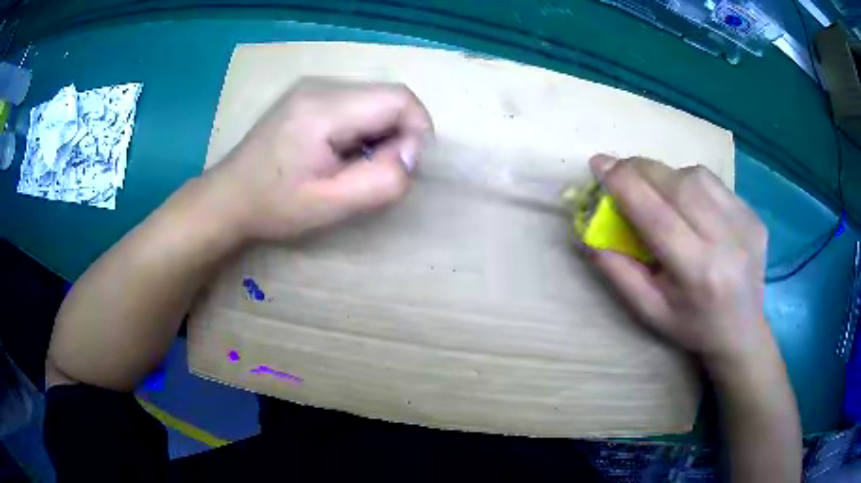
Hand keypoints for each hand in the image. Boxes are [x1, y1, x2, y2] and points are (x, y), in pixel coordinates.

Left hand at [210, 78, 433, 239]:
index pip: (400, 99)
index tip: (399, 168)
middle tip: (372, 172)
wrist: (228, 197)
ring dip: (379, 134)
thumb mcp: (330, 204)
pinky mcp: (308, 95)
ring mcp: (312, 87)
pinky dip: (362, 129)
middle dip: (396, 136)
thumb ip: (381, 181)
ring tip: (351, 166)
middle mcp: (320, 85)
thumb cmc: (274, 206)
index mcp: (324, 108)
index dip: (416, 132)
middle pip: (388, 97)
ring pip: (374, 100)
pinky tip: (339, 154)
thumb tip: (410, 156)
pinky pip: (356, 104)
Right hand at [588, 155, 771, 370]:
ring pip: (697, 176)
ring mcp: (744, 224)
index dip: (625, 185)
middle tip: (620, 169)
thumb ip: (617, 271)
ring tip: (656, 189)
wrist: (742, 330)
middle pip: (678, 186)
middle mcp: (725, 242)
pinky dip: (692, 181)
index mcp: (697, 274)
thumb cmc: (692, 325)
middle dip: (641, 169)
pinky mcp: (753, 214)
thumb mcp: (649, 310)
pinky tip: (688, 200)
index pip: (657, 217)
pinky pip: (715, 183)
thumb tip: (588, 232)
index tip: (599, 164)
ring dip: (667, 174)